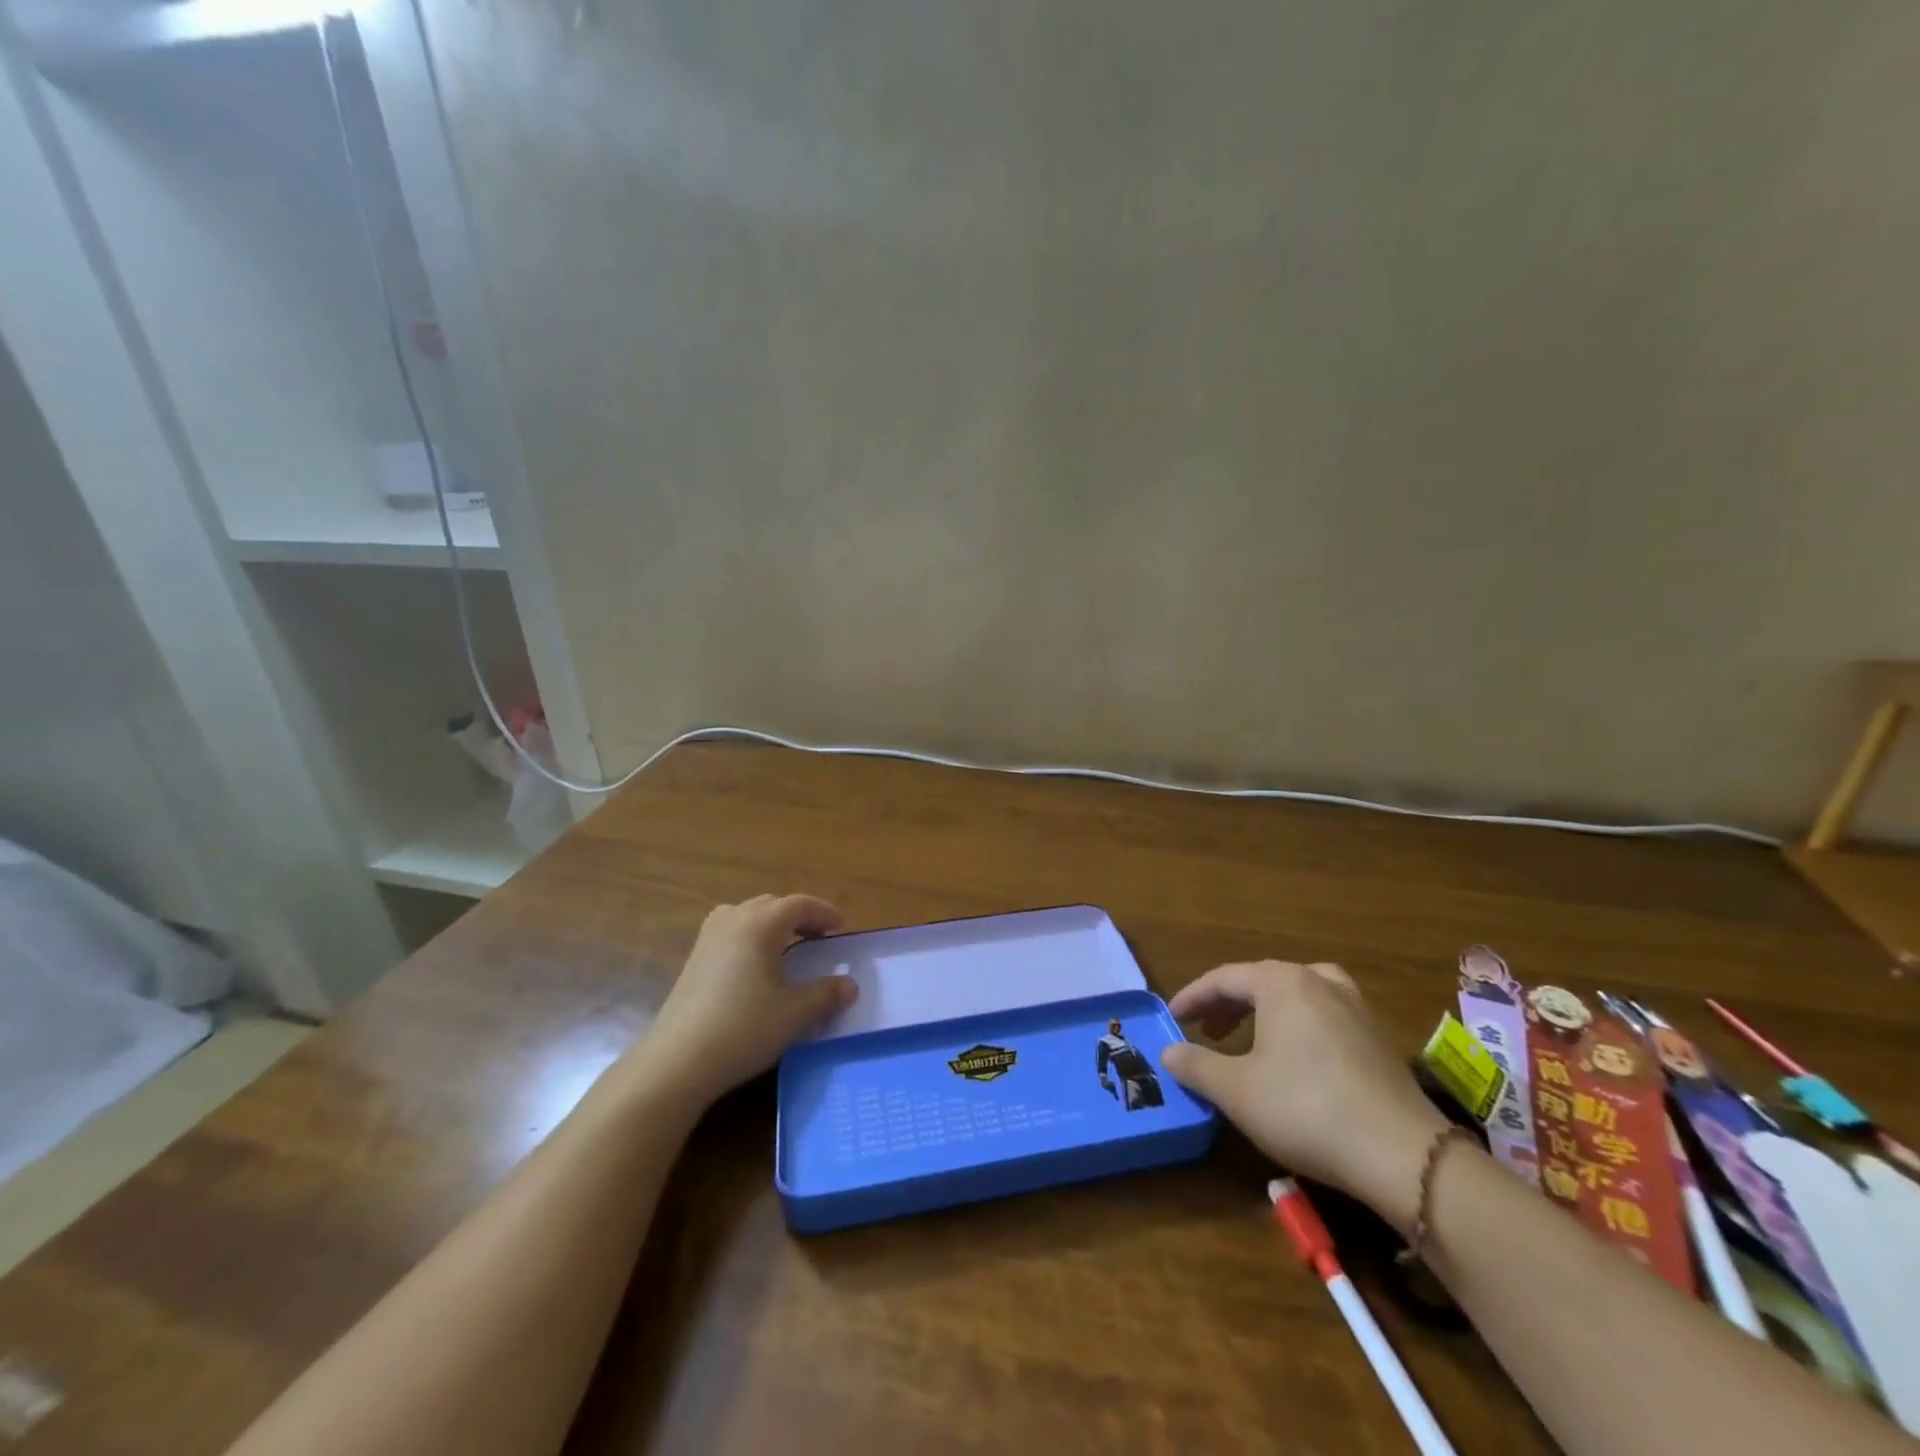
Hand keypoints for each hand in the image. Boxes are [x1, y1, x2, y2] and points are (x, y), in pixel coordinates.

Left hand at [637, 894, 857, 1106]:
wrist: (677, 1062)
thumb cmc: (743, 1029)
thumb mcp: (795, 1014)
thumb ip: (826, 995)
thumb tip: (850, 985)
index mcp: (760, 924)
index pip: (799, 904)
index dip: (823, 912)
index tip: (841, 928)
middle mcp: (732, 920)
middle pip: (771, 904)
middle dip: (798, 916)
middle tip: (818, 937)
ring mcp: (707, 939)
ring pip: (747, 915)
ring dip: (771, 924)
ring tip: (787, 947)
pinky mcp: (693, 960)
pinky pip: (729, 932)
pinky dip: (750, 937)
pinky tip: (755, 967)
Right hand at [1160, 961, 1447, 1231]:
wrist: (1403, 1155)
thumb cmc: (1306, 1109)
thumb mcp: (1236, 1090)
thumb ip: (1196, 1065)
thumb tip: (1168, 1052)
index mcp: (1281, 983)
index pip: (1223, 978)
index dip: (1193, 997)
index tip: (1172, 1018)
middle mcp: (1319, 981)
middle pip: (1260, 980)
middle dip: (1227, 1004)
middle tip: (1205, 1031)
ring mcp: (1356, 1006)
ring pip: (1297, 993)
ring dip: (1265, 1010)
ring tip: (1250, 1035)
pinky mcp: (1379, 1037)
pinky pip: (1325, 1013)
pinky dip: (1299, 1023)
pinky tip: (1298, 1055)